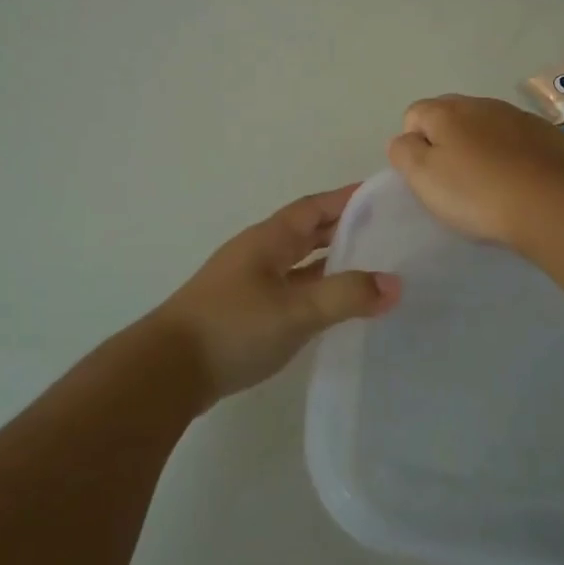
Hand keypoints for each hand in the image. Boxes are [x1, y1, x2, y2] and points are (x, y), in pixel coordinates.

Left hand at [149, 186, 400, 407]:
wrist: (168, 370)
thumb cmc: (232, 328)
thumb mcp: (295, 311)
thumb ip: (345, 296)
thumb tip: (395, 284)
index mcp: (269, 239)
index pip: (315, 207)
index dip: (347, 198)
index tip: (382, 194)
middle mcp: (259, 253)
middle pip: (307, 231)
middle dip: (344, 227)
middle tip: (387, 231)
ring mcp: (249, 282)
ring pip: (299, 262)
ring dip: (331, 261)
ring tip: (371, 267)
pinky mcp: (245, 311)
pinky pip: (291, 288)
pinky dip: (316, 290)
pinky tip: (333, 307)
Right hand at [386, 94, 563, 247]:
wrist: (553, 207)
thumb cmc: (478, 194)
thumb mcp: (423, 177)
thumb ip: (403, 152)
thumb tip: (405, 139)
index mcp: (446, 111)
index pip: (414, 115)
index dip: (414, 145)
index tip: (428, 177)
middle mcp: (482, 103)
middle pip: (451, 116)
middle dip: (447, 142)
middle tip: (455, 181)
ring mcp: (518, 116)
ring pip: (486, 126)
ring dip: (481, 147)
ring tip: (489, 184)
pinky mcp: (548, 134)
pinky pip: (518, 139)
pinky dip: (512, 154)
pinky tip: (519, 182)